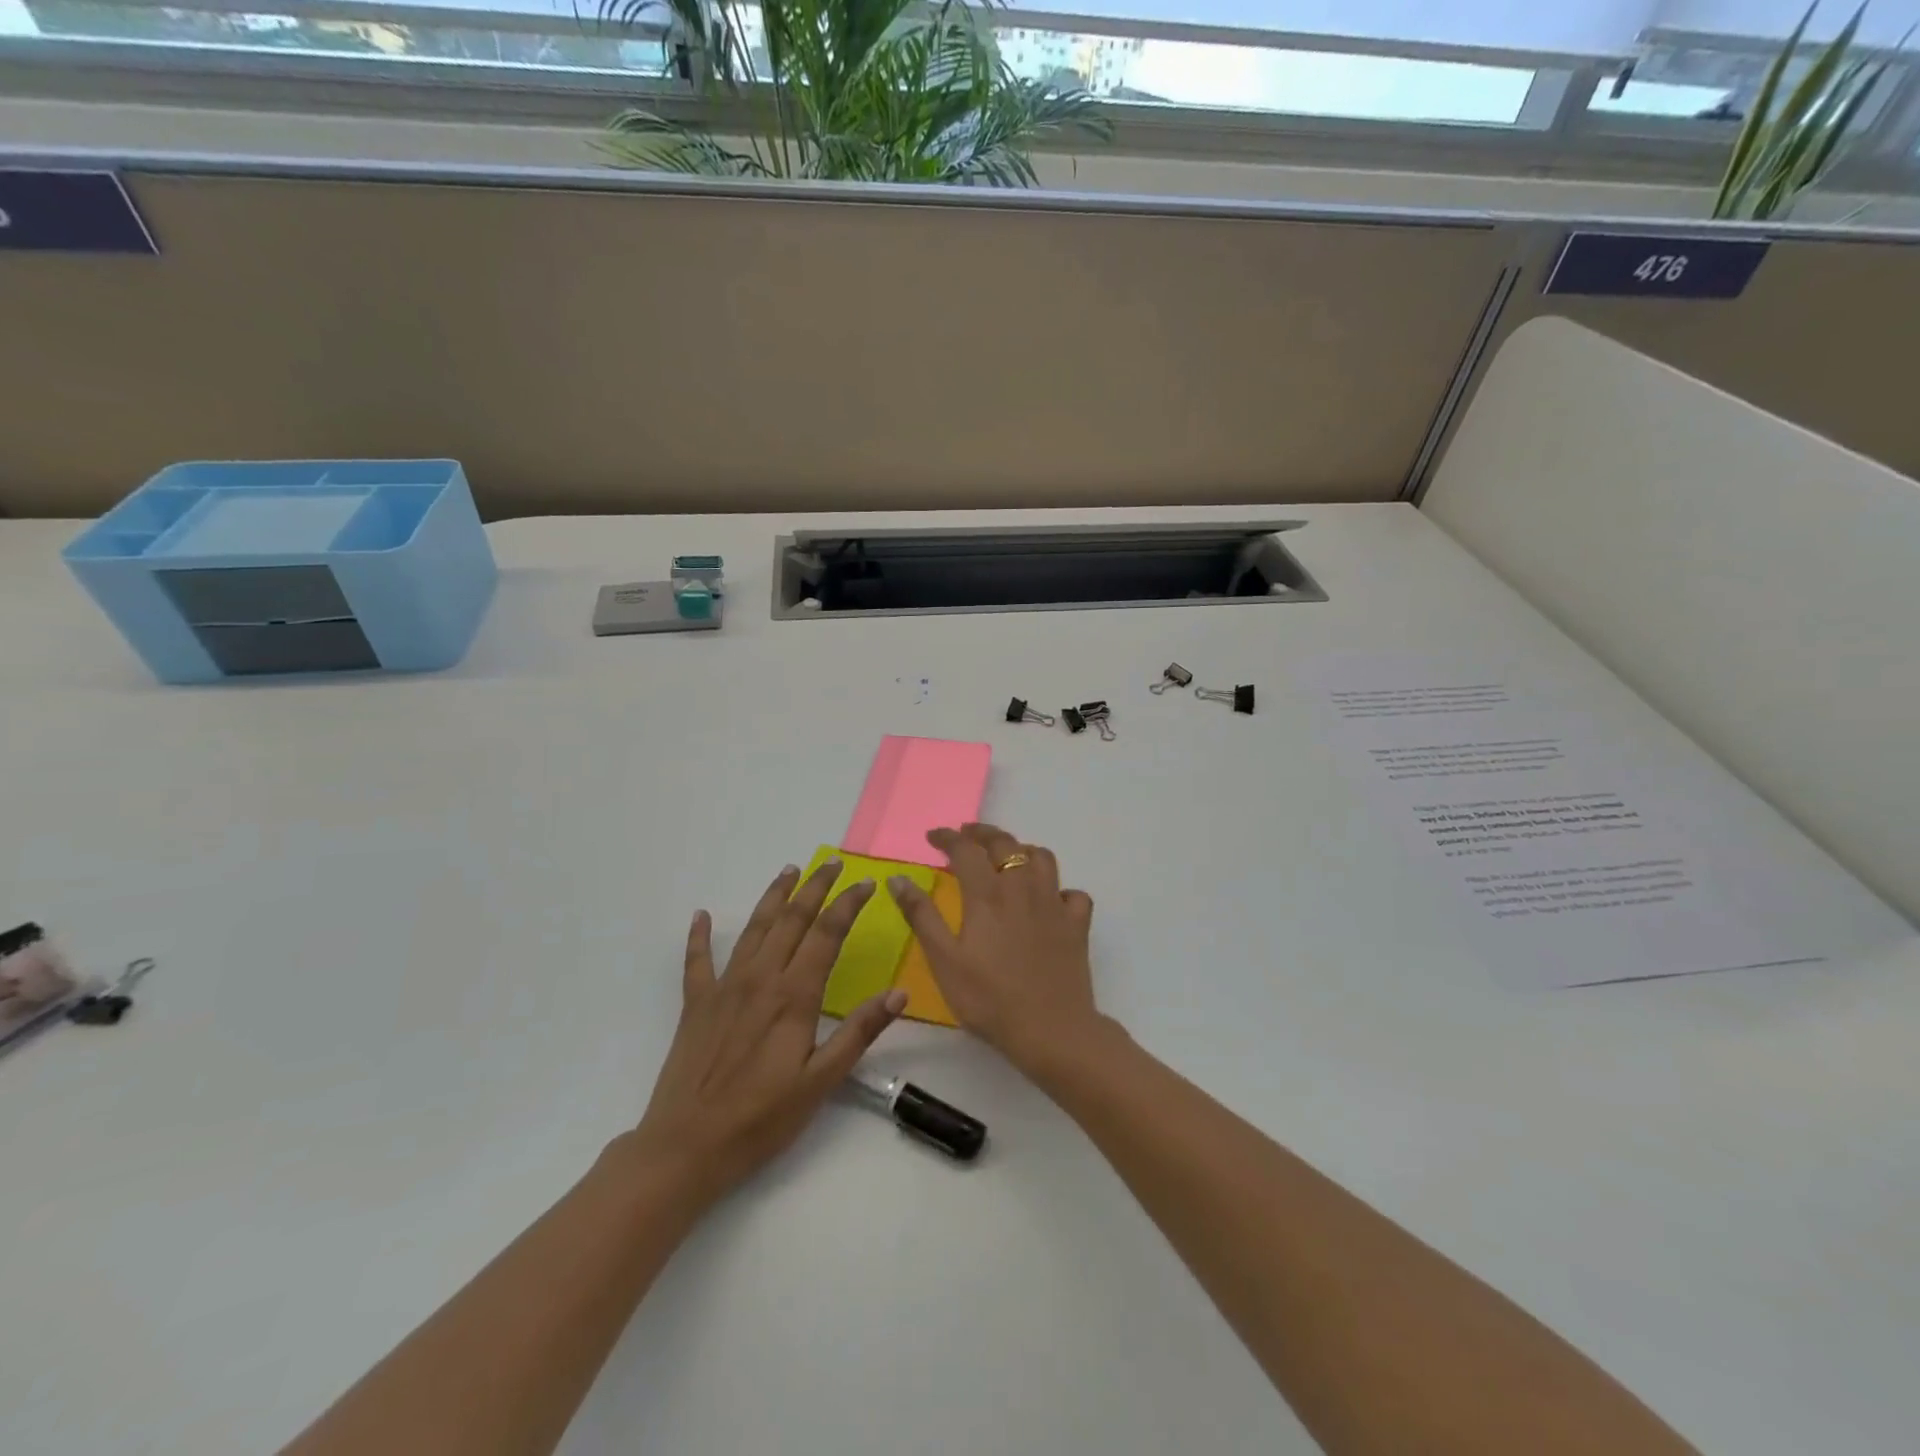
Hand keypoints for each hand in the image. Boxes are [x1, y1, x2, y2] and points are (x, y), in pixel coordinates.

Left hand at [630, 861, 906, 1209]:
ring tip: (789, 871)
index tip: (866, 883)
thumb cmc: (761, 1119)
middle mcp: (760, 979)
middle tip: (832, 863)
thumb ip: (859, 1032)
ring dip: (773, 897)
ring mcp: (724, 988)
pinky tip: (701, 916)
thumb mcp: (821, 1082)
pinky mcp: (696, 1004)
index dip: (848, 904)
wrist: (686, 1147)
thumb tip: (900, 993)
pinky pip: (697, 960)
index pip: (827, 934)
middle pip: (791, 920)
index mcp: (793, 995)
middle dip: (815, 887)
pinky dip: (699, 935)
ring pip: (753, 929)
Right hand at [887, 823, 1103, 1074]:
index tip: (932, 837)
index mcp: (988, 894)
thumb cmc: (989, 999)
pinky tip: (1050, 900)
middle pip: (1005, 844)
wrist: (1052, 1030)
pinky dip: (1059, 889)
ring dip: (1022, 850)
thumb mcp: (944, 960)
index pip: (965, 849)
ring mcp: (1055, 904)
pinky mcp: (1077, 924)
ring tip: (1007, 858)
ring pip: (1042, 858)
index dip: (947, 837)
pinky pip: (1072, 893)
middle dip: (983, 833)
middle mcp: (1023, 888)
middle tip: (966, 835)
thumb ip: (921, 916)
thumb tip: (898, 878)